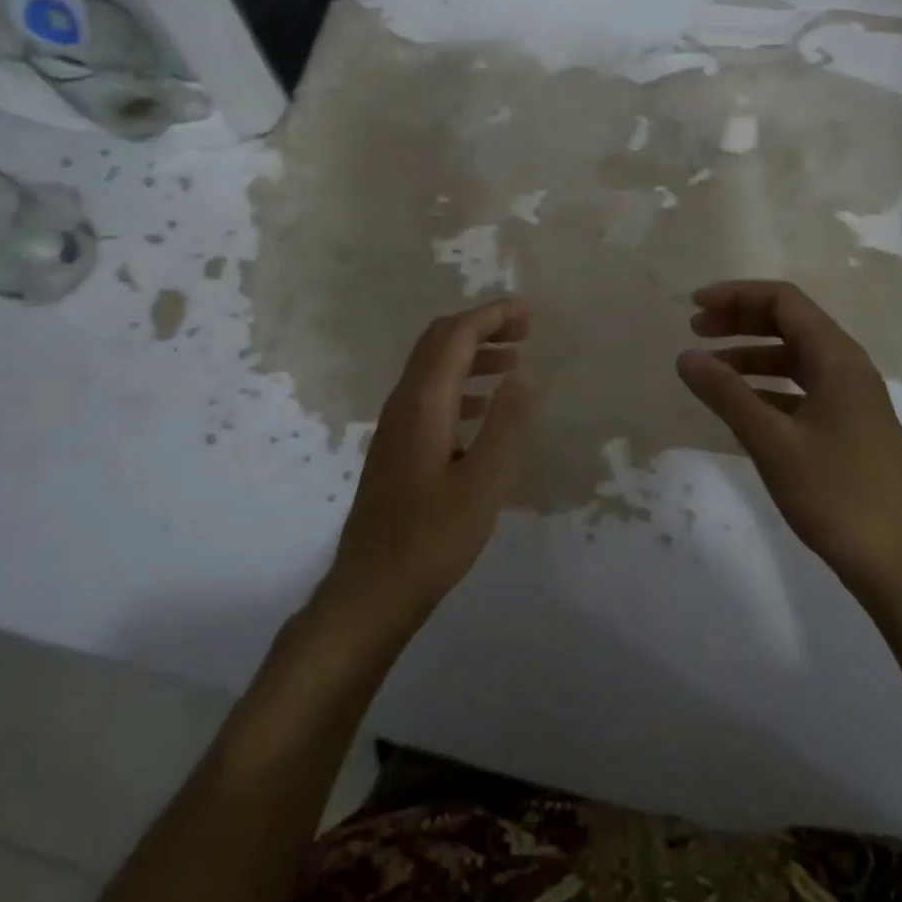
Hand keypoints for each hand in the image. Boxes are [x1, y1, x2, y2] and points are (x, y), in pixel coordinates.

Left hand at [323, 299, 534, 631]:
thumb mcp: (482, 484)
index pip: (456, 336)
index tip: (529, 312)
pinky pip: (430, 393)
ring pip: (433, 366)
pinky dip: (460, 382)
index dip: (492, 316)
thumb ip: (504, 425)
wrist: (372, 588)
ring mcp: (396, 424)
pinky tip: (482, 406)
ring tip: (513, 360)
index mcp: (423, 402)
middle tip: (525, 329)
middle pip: (439, 341)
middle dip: (482, 326)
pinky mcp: (397, 445)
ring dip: (472, 353)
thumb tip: (522, 376)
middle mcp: (404, 402)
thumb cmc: (432, 538)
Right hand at [676, 280, 901, 606]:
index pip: (783, 301)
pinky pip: (802, 389)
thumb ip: (726, 394)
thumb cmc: (837, 495)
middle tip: (696, 331)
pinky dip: (768, 387)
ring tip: (709, 372)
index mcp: (838, 358)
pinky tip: (741, 408)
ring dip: (751, 356)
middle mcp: (849, 368)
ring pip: (794, 358)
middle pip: (789, 324)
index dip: (736, 295)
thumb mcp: (772, 441)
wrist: (901, 566)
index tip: (694, 307)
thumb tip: (686, 356)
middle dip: (740, 320)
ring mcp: (852, 400)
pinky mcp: (850, 428)